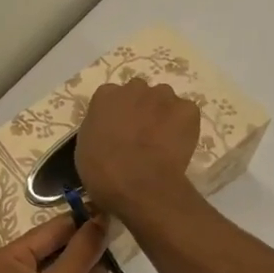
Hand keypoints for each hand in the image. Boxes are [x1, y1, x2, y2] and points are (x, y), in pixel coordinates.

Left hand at [0, 214, 107, 272]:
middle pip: (45, 249)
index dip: (78, 221)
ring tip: (114, 246)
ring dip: (79, 262)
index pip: (45, 232)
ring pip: (49, 271)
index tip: (107, 206)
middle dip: (80, 242)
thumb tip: (100, 218)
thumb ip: (82, 251)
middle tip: (116, 226)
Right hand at [75, 78, 200, 222]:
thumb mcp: (86, 146)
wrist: (138, 184)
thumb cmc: (102, 169)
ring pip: (164, 100)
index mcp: (105, 95)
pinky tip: (178, 144)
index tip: (118, 129)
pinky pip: (186, 113)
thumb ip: (99, 128)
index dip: (116, 113)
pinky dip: (184, 125)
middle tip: (140, 133)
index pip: (111, 96)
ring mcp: (163, 96)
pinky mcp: (187, 110)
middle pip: (139, 92)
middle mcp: (134, 87)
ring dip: (163, 113)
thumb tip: (110, 132)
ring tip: (162, 139)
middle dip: (140, 108)